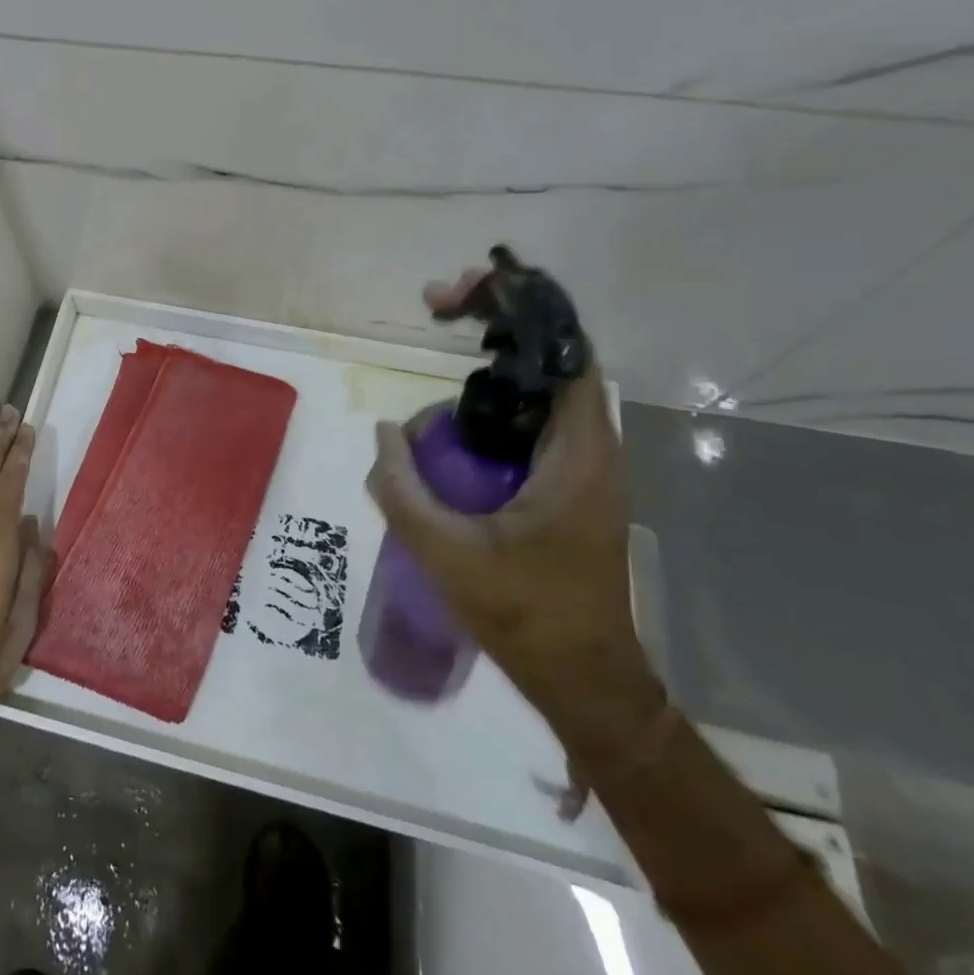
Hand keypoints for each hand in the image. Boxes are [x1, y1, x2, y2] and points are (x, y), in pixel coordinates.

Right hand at [366, 281, 662, 760]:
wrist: (582, 679)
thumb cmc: (526, 616)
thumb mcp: (449, 554)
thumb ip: (403, 489)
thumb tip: (385, 433)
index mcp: (578, 455)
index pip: (565, 353)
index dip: (522, 308)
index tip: (464, 295)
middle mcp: (588, 448)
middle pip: (549, 356)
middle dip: (497, 319)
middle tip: (438, 304)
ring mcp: (578, 465)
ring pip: (536, 387)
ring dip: (489, 361)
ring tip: (438, 353)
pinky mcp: (562, 482)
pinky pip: (525, 420)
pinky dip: (489, 401)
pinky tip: (447, 422)